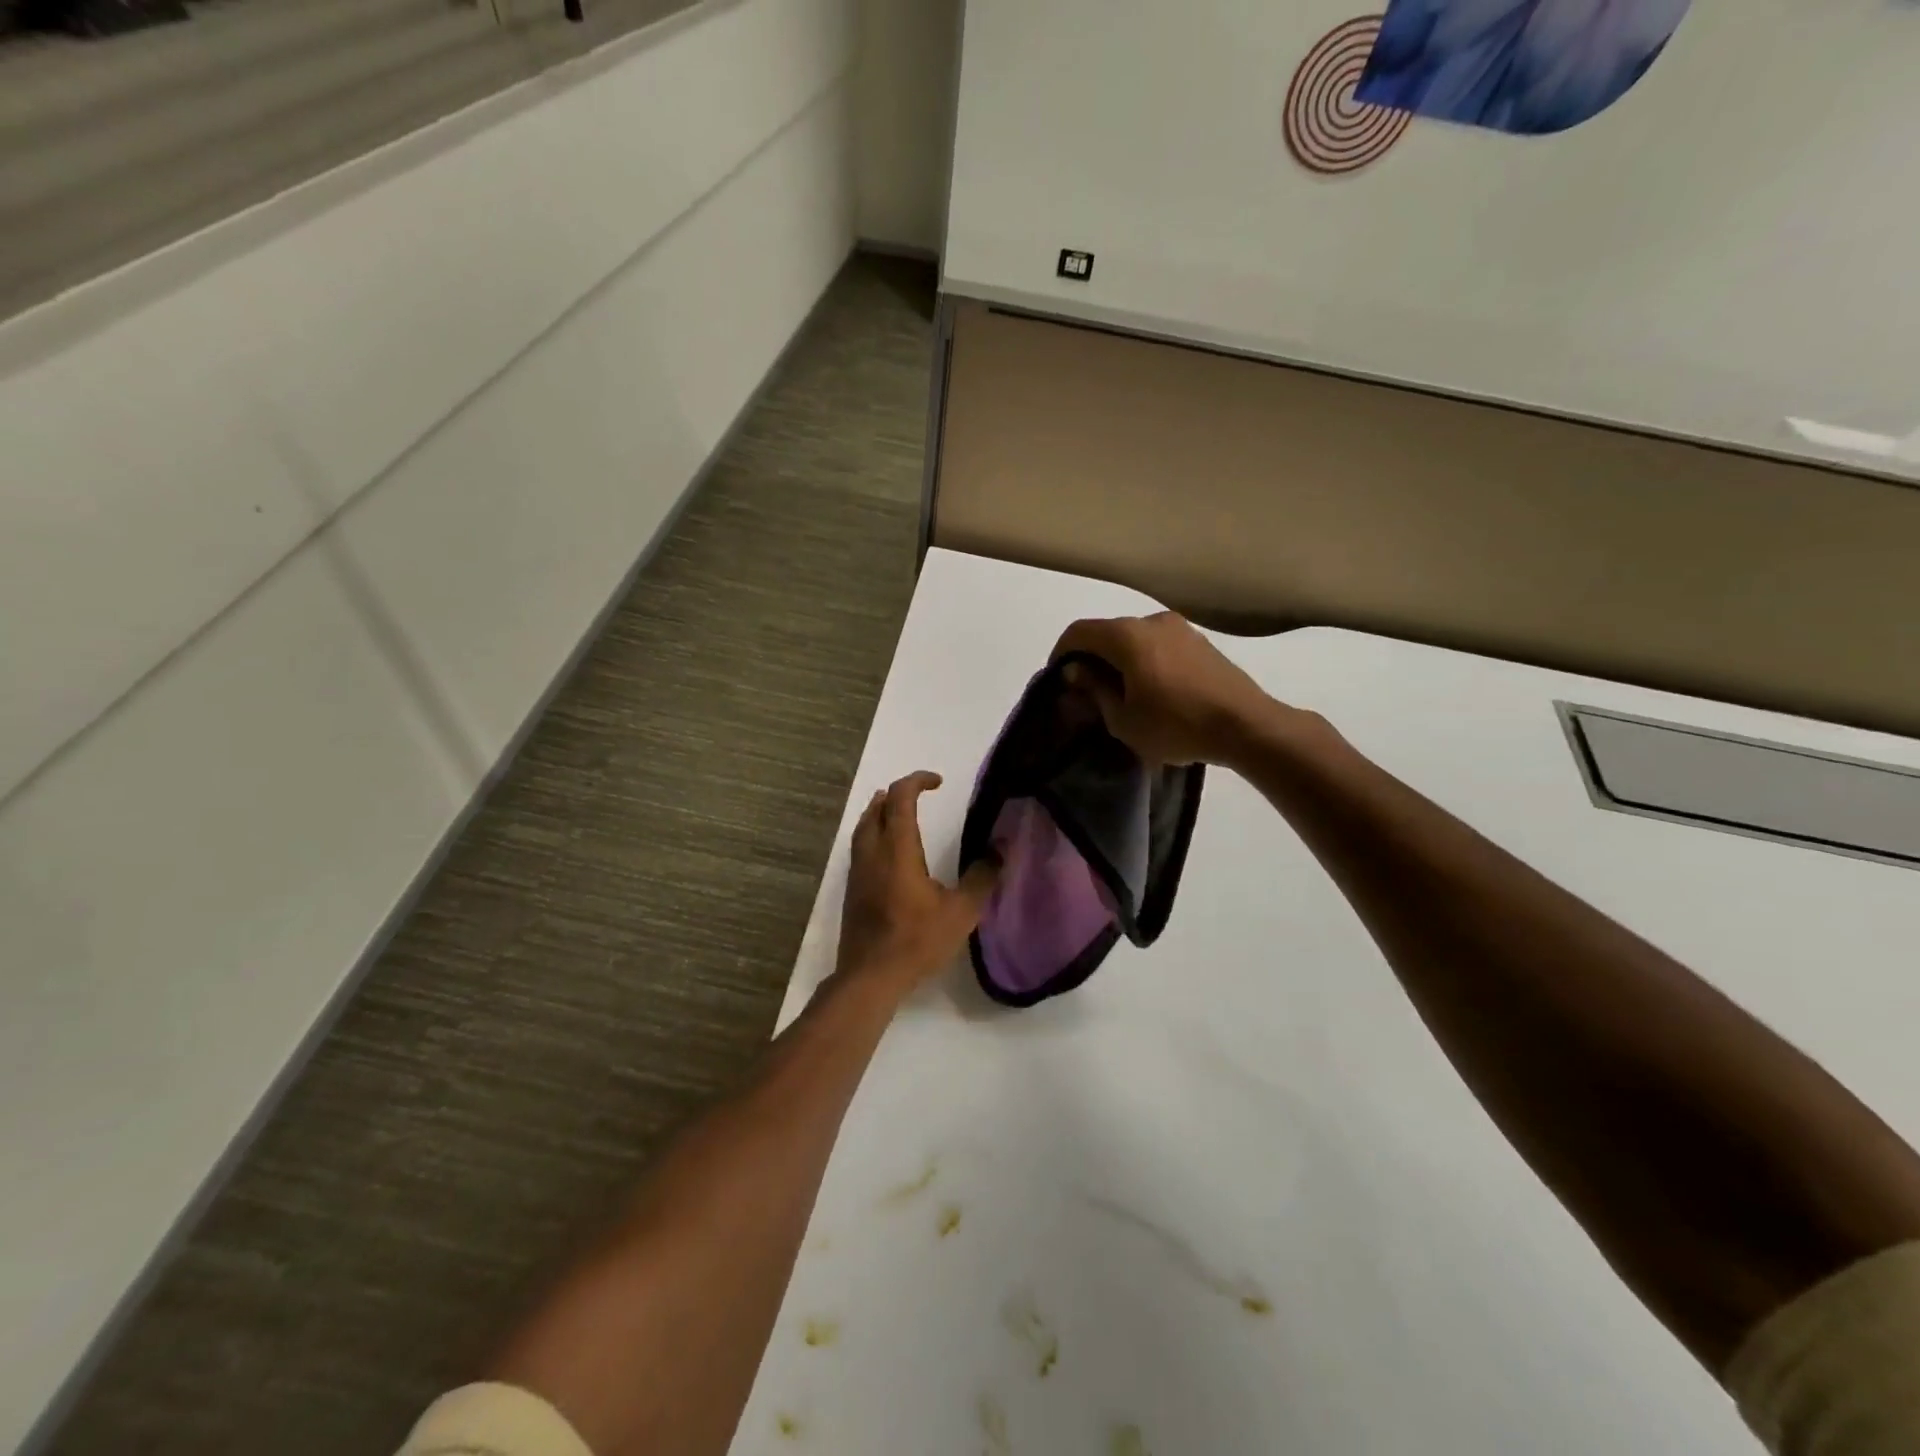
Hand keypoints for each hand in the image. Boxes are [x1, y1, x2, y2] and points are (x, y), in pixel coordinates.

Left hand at [835, 771, 999, 997]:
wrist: (870, 976)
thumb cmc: (917, 940)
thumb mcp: (961, 911)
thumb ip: (982, 877)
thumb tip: (1000, 849)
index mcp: (897, 849)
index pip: (901, 798)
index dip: (917, 781)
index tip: (938, 782)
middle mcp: (873, 852)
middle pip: (877, 807)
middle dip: (897, 794)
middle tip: (919, 794)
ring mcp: (858, 871)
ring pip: (864, 827)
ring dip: (881, 812)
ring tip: (897, 812)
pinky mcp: (852, 889)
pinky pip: (860, 847)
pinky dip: (873, 834)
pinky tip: (888, 852)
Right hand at [1051, 612, 1277, 766]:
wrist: (1245, 725)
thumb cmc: (1176, 725)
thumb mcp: (1123, 719)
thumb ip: (1095, 690)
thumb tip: (1076, 672)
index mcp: (1127, 636)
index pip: (1078, 632)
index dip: (1060, 654)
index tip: (1058, 681)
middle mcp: (1151, 621)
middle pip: (1107, 632)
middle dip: (1091, 658)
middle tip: (1087, 692)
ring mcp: (1179, 628)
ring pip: (1134, 638)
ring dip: (1119, 660)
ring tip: (1120, 694)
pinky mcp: (1199, 641)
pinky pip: (1158, 644)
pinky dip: (1143, 660)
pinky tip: (1150, 690)